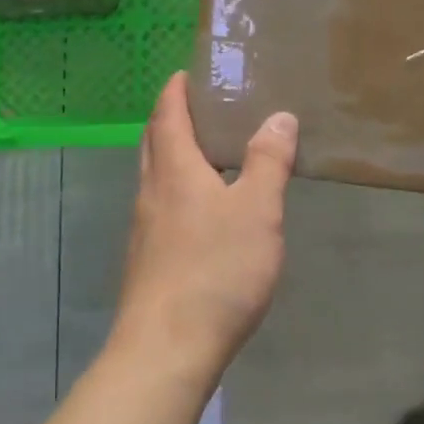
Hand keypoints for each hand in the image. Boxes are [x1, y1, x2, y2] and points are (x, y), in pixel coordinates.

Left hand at [111, 73, 298, 383]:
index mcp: (174, 168)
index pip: (168, 113)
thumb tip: (279, 117)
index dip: (176, 90)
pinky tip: (202, 211)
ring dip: (172, 154)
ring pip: (154, 175)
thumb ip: (268, 162)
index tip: (187, 73)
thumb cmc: (215, 270)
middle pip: (154, 141)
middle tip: (200, 106)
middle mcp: (150, 190)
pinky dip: (176, 189)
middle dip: (170, 117)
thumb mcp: (257, 211)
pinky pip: (159, 205)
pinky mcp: (146, 259)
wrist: (166, 349)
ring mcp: (143, 227)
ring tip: (208, 153)